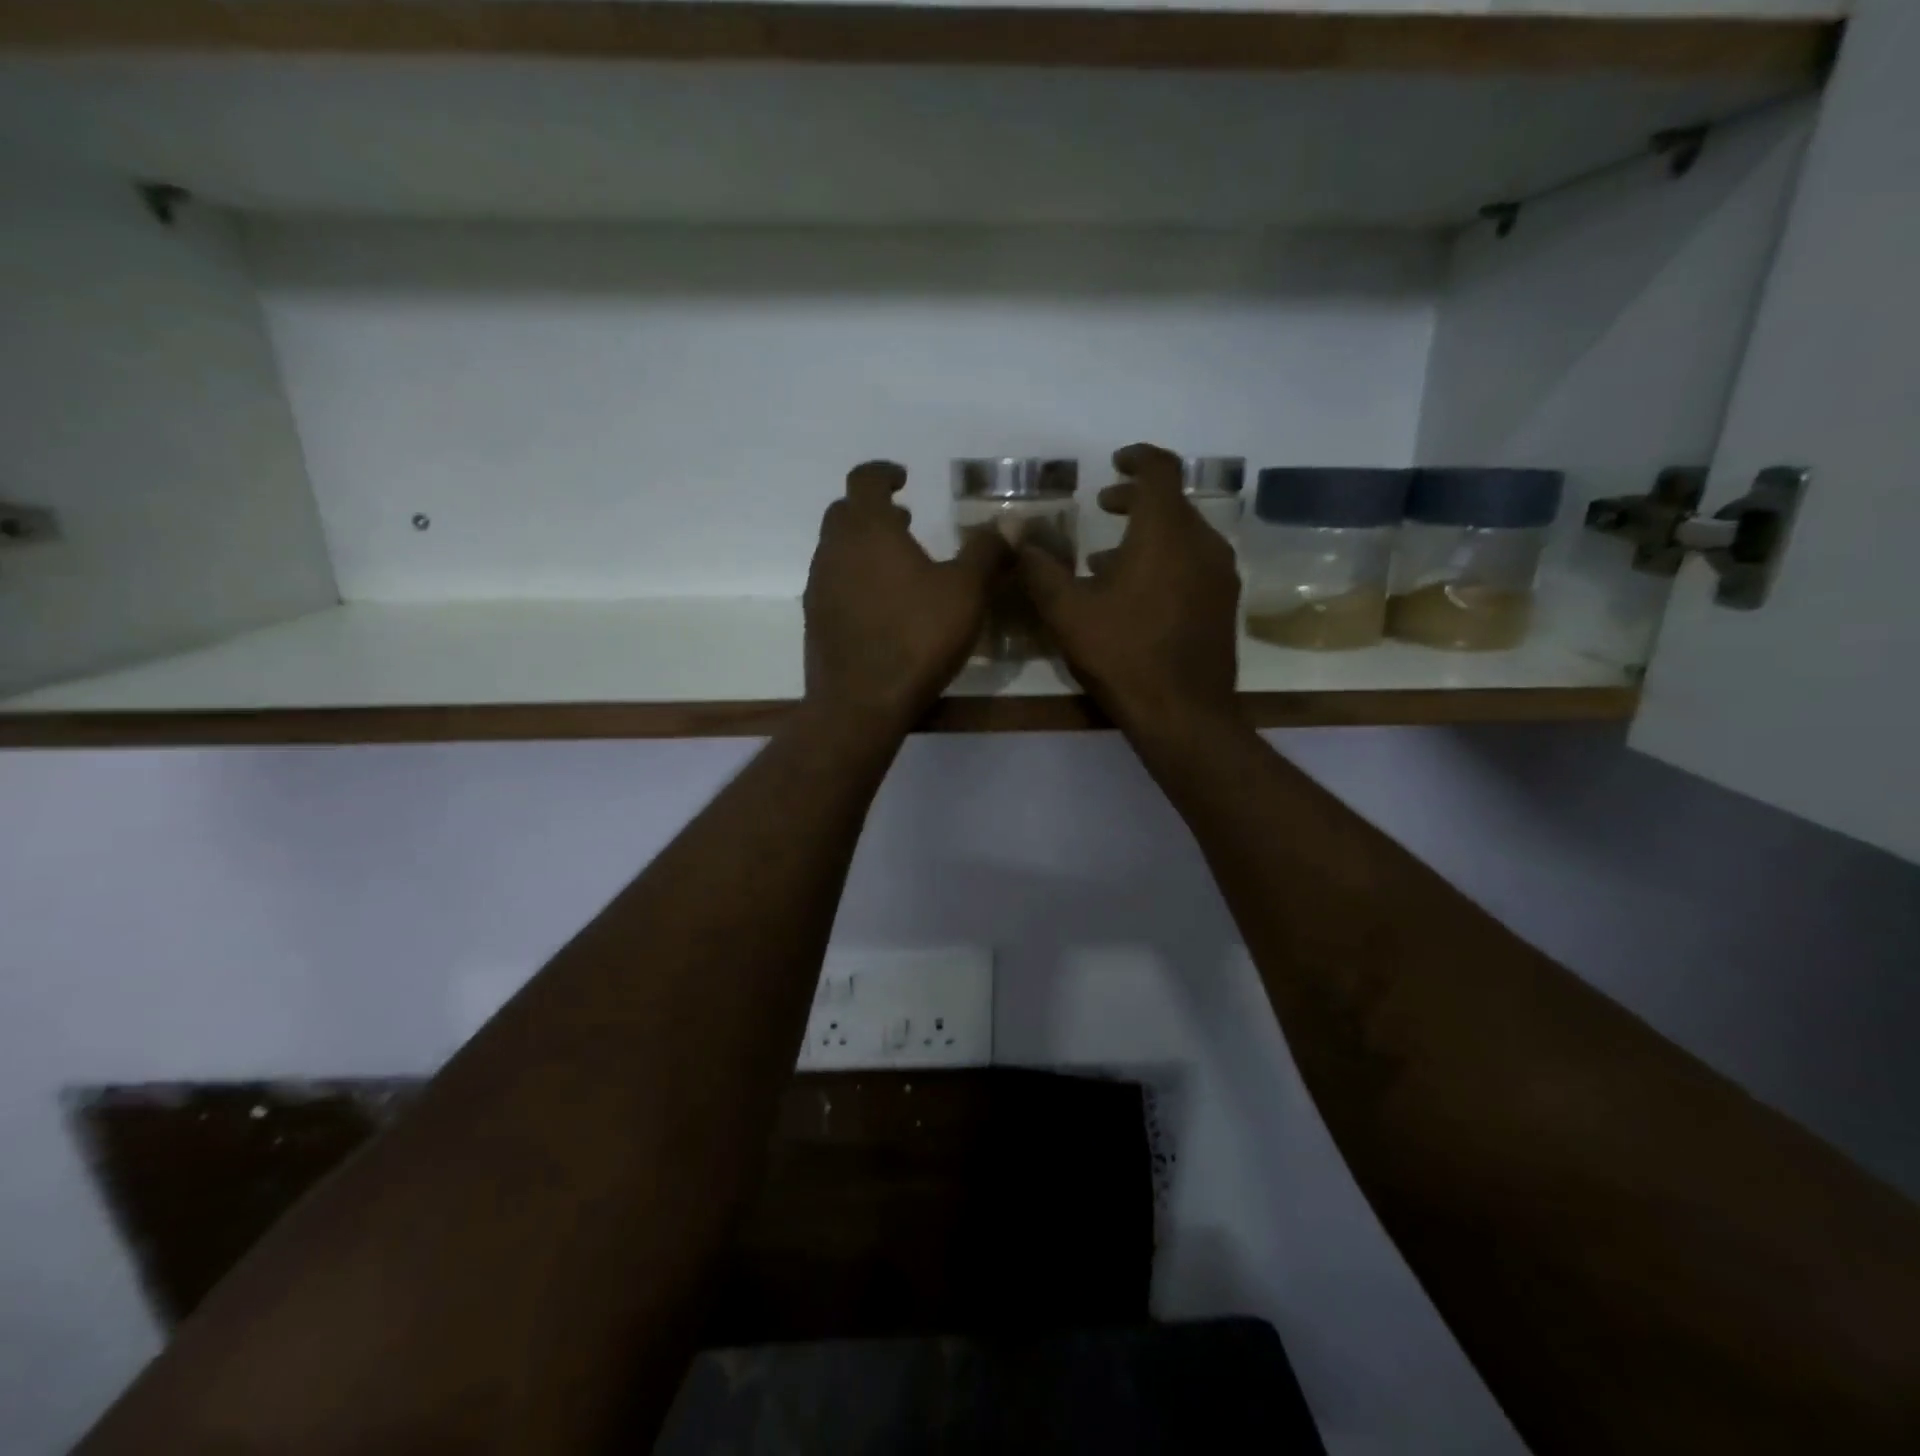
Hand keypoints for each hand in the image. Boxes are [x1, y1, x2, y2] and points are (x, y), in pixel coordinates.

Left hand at [803, 460, 1008, 732]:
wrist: (860, 702)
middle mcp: (834, 549)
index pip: (865, 479)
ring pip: (837, 550)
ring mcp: (819, 586)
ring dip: (865, 546)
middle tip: (906, 520)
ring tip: (900, 564)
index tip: (903, 477)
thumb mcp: (966, 592)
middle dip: (874, 510)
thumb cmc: (916, 638)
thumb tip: (1009, 524)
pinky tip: (883, 606)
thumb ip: (986, 552)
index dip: (884, 472)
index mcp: (868, 529)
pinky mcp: (816, 621)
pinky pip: (835, 584)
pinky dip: (856, 579)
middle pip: (845, 513)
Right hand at [1019, 443, 1240, 739]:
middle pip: (1172, 503)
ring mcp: (1220, 575)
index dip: (1137, 458)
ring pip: (1184, 536)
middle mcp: (1202, 543)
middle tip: (1104, 507)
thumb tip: (1016, 534)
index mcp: (1166, 533)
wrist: (1184, 714)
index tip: (1114, 462)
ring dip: (1148, 535)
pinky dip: (1166, 561)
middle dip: (1136, 500)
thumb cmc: (1123, 655)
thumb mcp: (1068, 612)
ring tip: (1107, 559)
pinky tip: (1136, 595)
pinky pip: (1194, 564)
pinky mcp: (1224, 604)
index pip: (1160, 471)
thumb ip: (1040, 568)